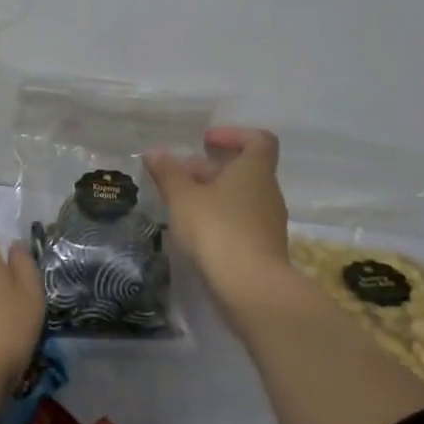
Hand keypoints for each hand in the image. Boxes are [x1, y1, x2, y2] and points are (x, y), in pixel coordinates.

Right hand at [145, 127, 295, 327]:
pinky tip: (196, 232)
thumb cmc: (217, 230)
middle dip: (211, 168)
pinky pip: (242, 222)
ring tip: (182, 205)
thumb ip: (168, 173)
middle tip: (180, 175)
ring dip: (214, 195)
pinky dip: (220, 219)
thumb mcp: (183, 198)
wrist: (251, 289)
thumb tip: (154, 152)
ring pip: (241, 197)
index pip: (258, 140)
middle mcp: (268, 192)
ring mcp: (269, 222)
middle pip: (244, 170)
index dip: (233, 135)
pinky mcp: (264, 249)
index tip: (205, 141)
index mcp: (254, 171)